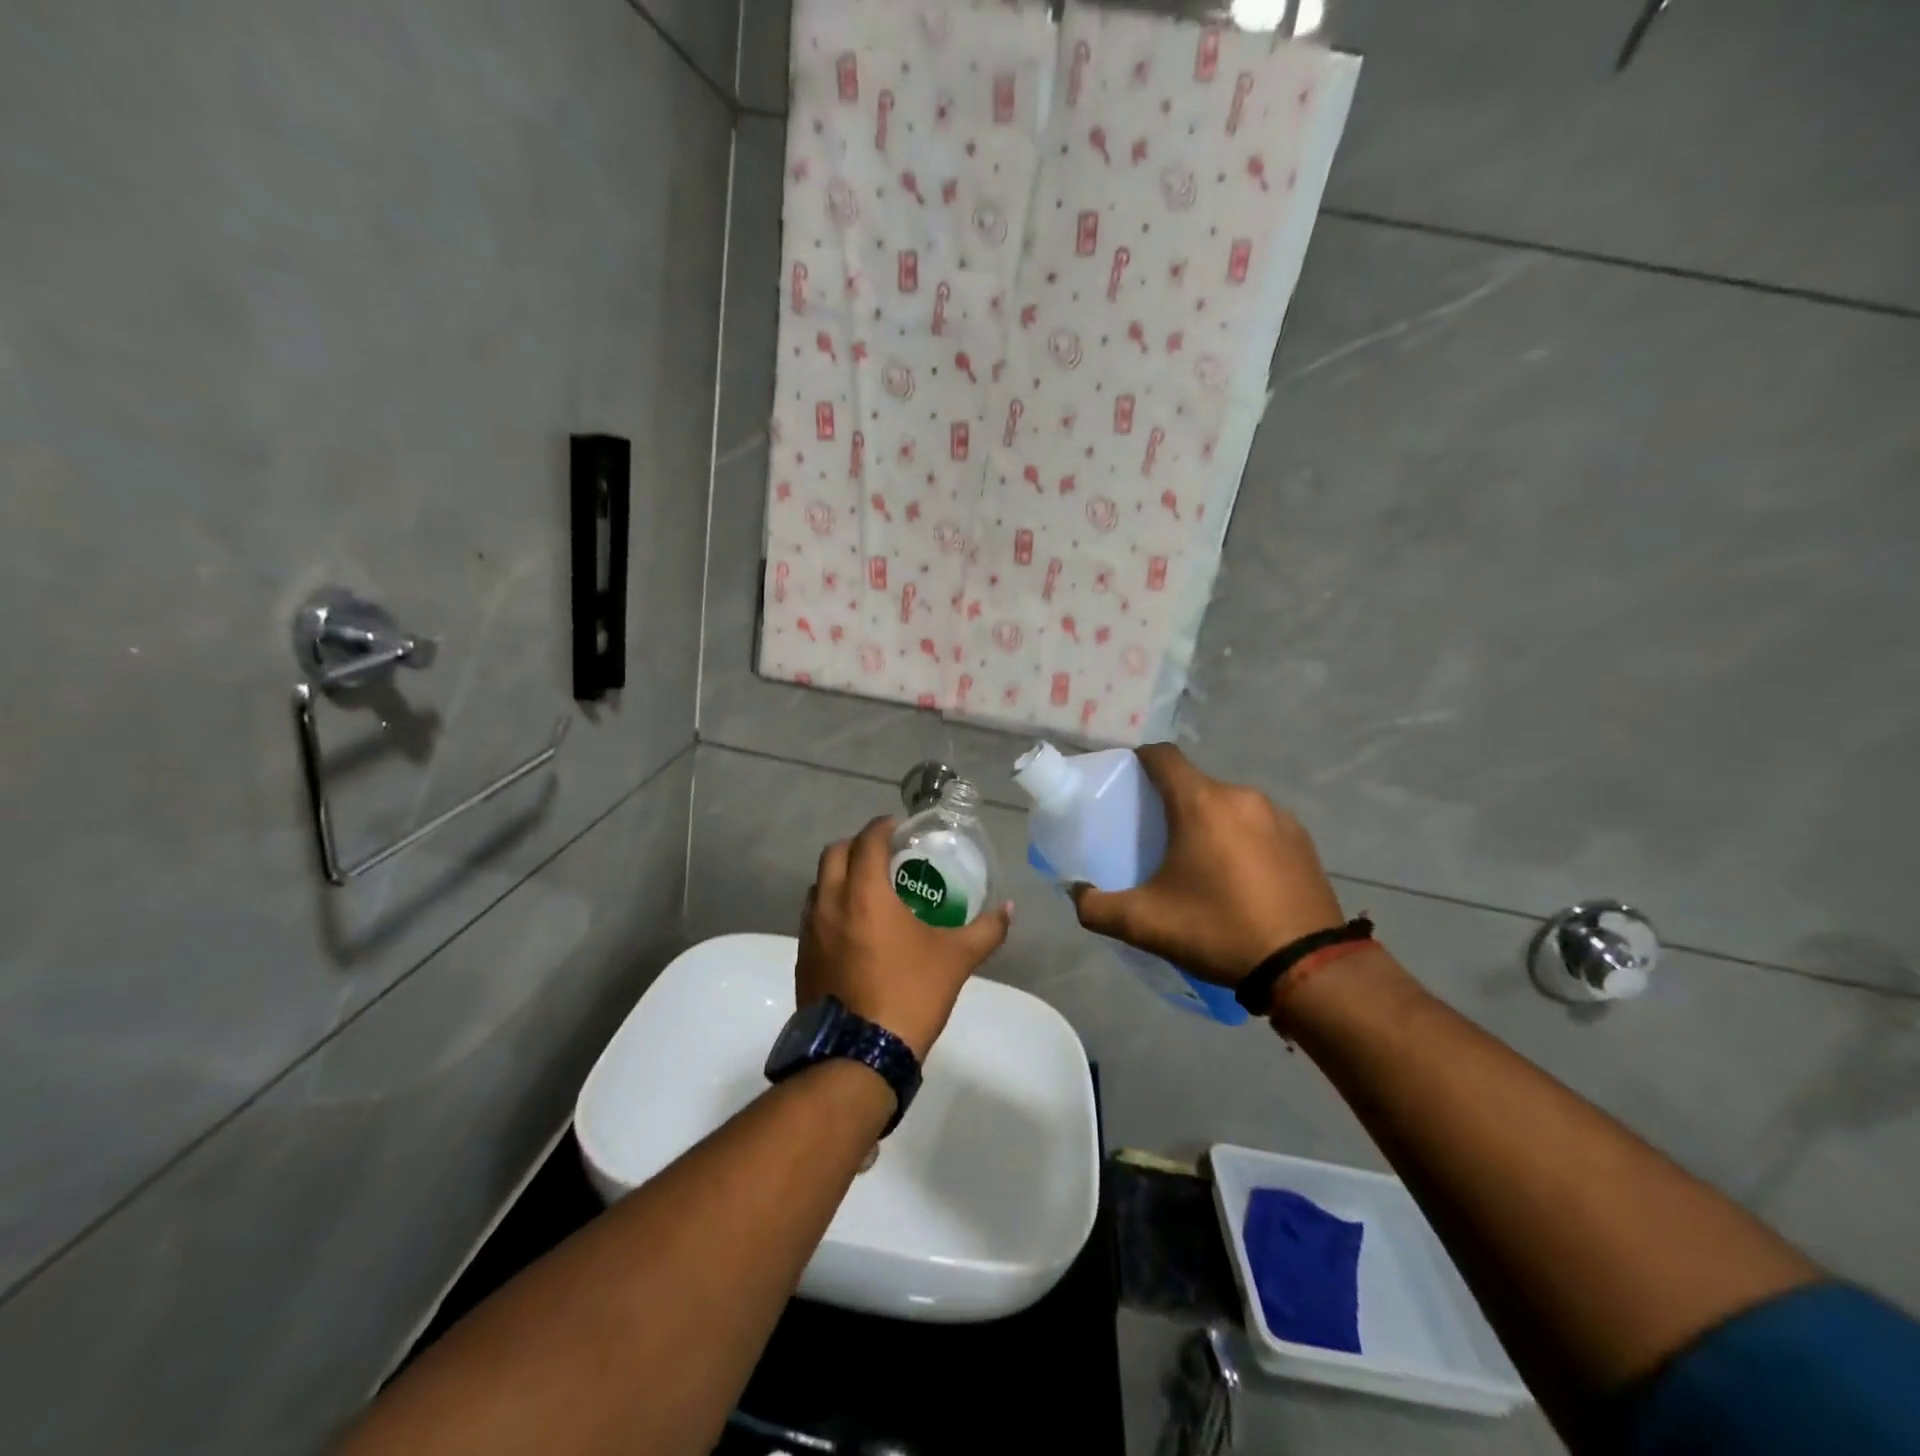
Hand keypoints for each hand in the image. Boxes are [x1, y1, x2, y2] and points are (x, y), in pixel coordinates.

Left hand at [797, 816, 1013, 1059]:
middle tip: (883, 855)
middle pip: (833, 854)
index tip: (898, 828)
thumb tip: (1010, 909)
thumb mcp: (956, 960)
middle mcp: (829, 904)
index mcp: (864, 894)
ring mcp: (810, 933)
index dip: (882, 827)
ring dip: (839, 877)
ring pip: (817, 886)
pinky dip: (830, 908)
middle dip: (857, 845)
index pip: (867, 841)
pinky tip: (854, 931)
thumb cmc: (909, 995)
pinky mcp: (802, 959)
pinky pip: (812, 918)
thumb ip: (986, 929)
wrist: (859, 1056)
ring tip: (868, 891)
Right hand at [1070, 744, 1343, 987]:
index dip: (1138, 761)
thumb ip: (1095, 906)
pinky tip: (1239, 877)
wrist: (1308, 968)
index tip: (1125, 784)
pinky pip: (1257, 824)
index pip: (1162, 756)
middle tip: (1155, 838)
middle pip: (1194, 783)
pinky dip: (1240, 838)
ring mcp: (1277, 815)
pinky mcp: (1302, 839)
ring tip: (1199, 863)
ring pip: (1227, 804)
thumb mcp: (1145, 924)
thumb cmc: (1219, 931)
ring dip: (1208, 821)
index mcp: (1201, 803)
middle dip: (1171, 802)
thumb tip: (1076, 892)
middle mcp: (1241, 796)